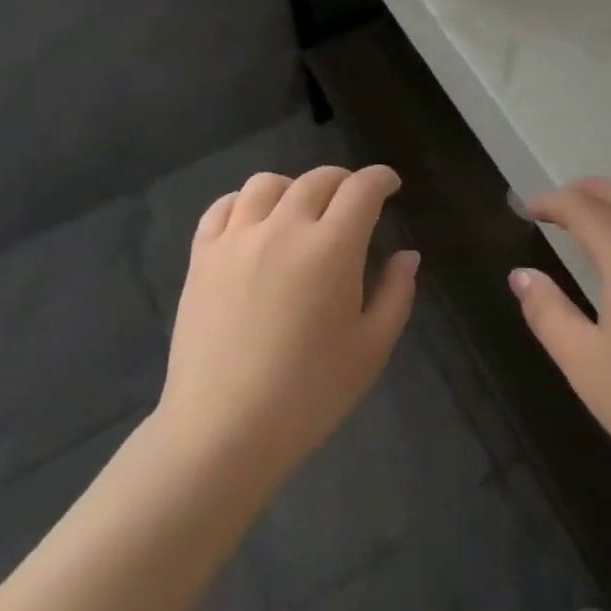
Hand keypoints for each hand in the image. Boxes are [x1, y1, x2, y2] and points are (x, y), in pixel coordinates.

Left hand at [155, 165, 417, 491]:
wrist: (223, 432)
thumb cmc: (309, 395)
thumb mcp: (371, 350)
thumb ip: (396, 294)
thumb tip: (407, 255)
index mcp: (332, 248)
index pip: (362, 188)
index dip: (381, 178)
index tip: (390, 185)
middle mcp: (284, 228)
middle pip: (318, 179)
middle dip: (344, 181)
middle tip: (353, 202)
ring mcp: (237, 239)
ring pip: (268, 183)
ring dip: (294, 187)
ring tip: (301, 210)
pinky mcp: (202, 257)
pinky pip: (222, 207)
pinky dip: (244, 202)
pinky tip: (253, 222)